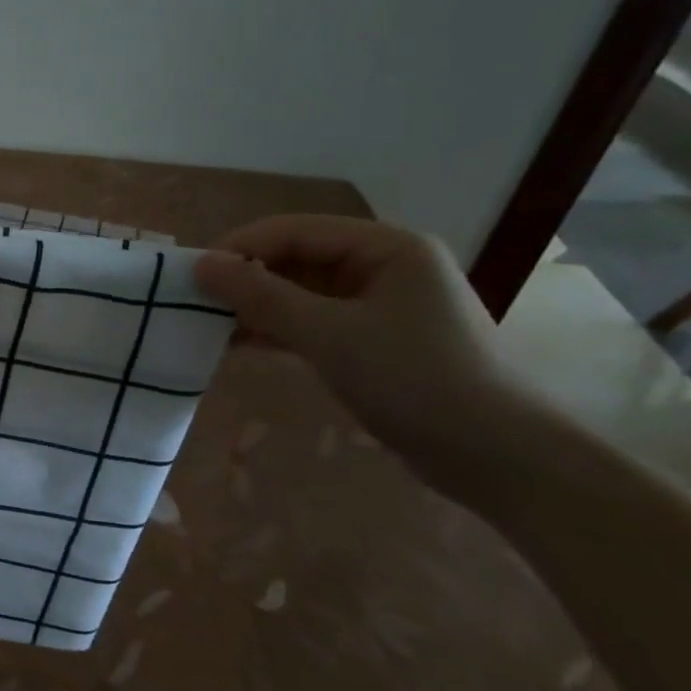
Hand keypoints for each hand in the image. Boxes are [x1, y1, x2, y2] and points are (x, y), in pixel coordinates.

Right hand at [194, 215, 514, 464]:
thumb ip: (262, 296)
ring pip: (300, 292)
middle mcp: (383, 266)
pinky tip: (238, 344)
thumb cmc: (415, 381)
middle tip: (195, 302)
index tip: (192, 274)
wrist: (498, 460)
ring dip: (257, 306)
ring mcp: (379, 305)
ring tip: (208, 324)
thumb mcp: (329, 334)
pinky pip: (312, 321)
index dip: (241, 247)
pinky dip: (277, 330)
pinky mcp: (373, 340)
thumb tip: (201, 265)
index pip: (295, 230)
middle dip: (246, 279)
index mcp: (387, 247)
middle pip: (297, 258)